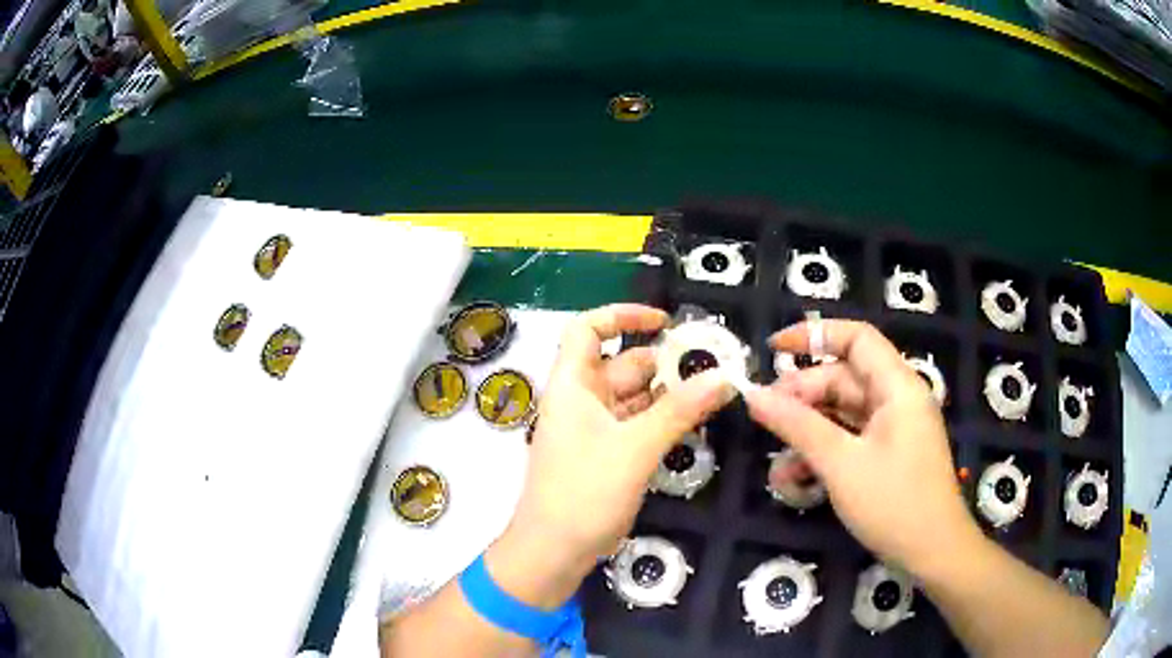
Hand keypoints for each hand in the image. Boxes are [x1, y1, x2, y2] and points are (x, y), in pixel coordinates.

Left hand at [489, 304, 734, 606]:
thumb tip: (723, 377)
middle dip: (664, 362)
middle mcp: (580, 401)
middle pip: (622, 365)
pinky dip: (662, 420)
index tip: (664, 321)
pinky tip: (693, 421)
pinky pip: (636, 425)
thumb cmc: (584, 491)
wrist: (554, 551)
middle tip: (712, 365)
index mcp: (572, 385)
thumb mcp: (635, 447)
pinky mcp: (604, 455)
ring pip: (634, 398)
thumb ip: (680, 411)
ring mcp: (592, 430)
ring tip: (713, 391)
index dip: (622, 315)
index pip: (588, 329)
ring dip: (668, 394)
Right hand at [745, 320, 981, 576]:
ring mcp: (895, 429)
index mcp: (897, 387)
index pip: (856, 338)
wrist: (933, 553)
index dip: (814, 335)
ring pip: (844, 414)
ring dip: (809, 433)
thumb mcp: (841, 464)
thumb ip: (798, 426)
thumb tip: (754, 395)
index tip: (773, 348)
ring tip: (778, 464)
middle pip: (844, 380)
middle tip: (766, 420)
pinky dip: (826, 453)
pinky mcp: (890, 455)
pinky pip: (852, 440)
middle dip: (803, 398)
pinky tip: (798, 480)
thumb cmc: (893, 503)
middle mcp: (898, 400)